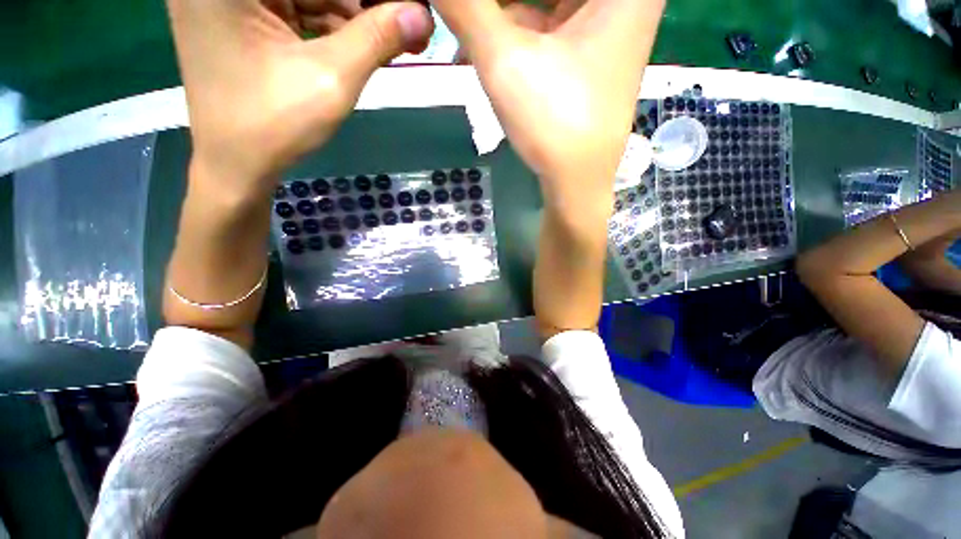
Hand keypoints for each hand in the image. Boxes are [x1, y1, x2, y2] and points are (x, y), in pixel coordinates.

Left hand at [166, 0, 433, 193]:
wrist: (235, 165)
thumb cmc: (274, 124)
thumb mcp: (331, 78)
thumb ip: (376, 38)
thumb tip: (422, 15)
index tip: (411, 12)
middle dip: (366, 6)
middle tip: (411, 29)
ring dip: (356, 19)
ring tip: (396, 44)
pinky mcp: (243, 19)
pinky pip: (299, 12)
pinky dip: (335, 29)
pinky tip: (368, 47)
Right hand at [432, 0, 662, 206]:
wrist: (575, 183)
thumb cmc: (553, 123)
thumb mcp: (505, 61)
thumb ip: (465, 6)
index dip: (500, 2)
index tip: (475, 14)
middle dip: (497, 7)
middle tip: (464, 17)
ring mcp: (605, 22)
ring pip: (544, 2)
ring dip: (499, 15)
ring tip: (464, 29)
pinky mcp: (587, 48)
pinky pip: (546, 21)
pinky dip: (512, 30)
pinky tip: (477, 41)